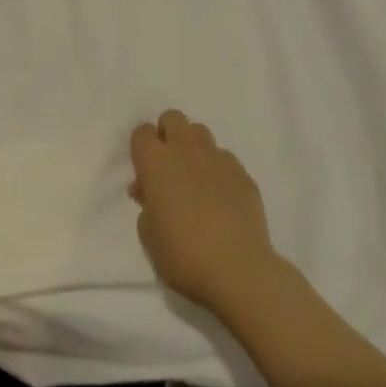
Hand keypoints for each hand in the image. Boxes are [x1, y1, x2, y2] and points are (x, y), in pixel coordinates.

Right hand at [129, 109, 280, 315]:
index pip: (142, 132)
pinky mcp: (243, 174)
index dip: (141, 148)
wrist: (236, 268)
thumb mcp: (147, 232)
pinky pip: (225, 158)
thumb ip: (147, 204)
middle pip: (173, 118)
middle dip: (167, 133)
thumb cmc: (181, 252)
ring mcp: (218, 158)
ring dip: (193, 147)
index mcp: (155, 161)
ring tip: (195, 178)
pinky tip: (221, 196)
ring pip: (200, 132)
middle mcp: (185, 149)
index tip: (144, 171)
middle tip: (168, 166)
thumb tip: (151, 192)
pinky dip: (218, 169)